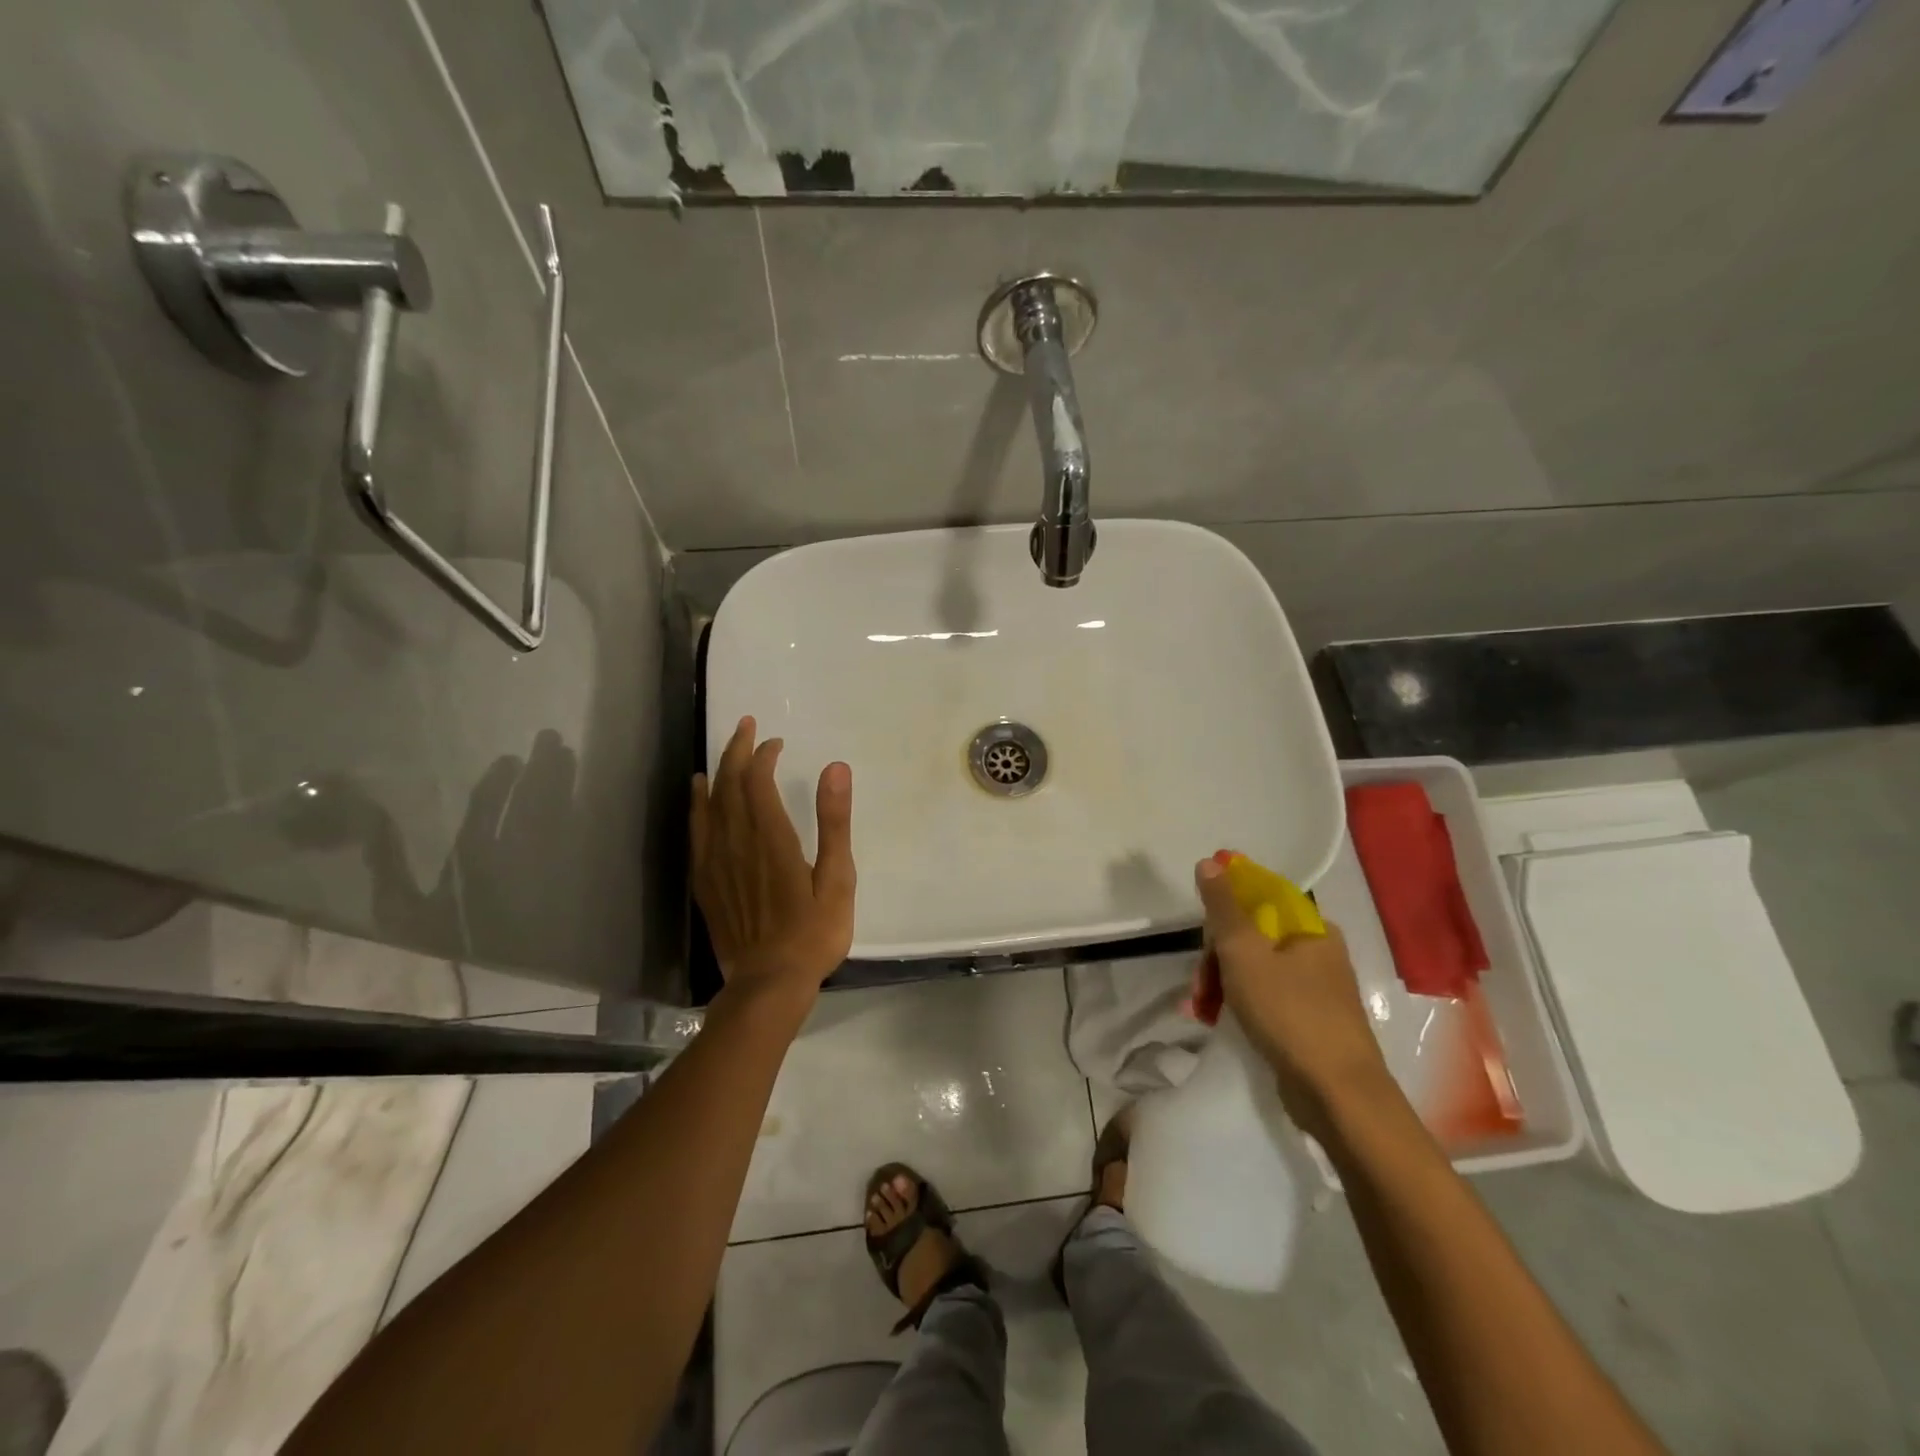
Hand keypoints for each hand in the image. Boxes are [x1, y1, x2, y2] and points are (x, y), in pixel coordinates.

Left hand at [692, 717, 855, 1009]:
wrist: (768, 983)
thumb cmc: (813, 934)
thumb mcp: (837, 879)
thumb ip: (834, 822)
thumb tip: (836, 768)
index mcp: (772, 839)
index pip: (758, 781)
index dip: (763, 755)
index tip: (775, 742)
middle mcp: (737, 842)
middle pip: (729, 785)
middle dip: (736, 751)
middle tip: (745, 726)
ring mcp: (716, 862)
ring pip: (710, 804)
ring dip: (718, 771)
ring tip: (724, 750)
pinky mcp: (704, 882)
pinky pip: (696, 831)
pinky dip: (697, 805)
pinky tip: (698, 793)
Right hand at [1192, 858, 1394, 1138]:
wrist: (1337, 1096)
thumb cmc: (1289, 1012)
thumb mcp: (1244, 952)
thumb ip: (1223, 906)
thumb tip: (1210, 862)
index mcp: (1312, 929)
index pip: (1260, 899)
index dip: (1225, 911)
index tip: (1203, 936)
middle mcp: (1319, 953)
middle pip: (1252, 937)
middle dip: (1216, 958)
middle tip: (1200, 984)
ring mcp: (1317, 991)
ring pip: (1254, 970)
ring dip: (1220, 984)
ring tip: (1199, 1009)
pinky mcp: (1310, 1024)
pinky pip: (1264, 999)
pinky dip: (1238, 1005)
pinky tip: (1216, 1021)